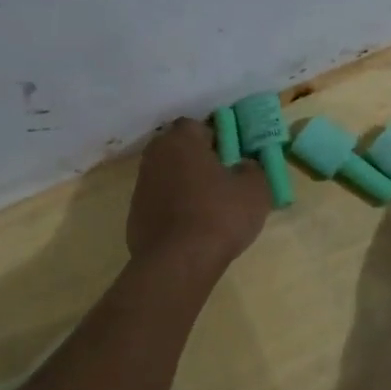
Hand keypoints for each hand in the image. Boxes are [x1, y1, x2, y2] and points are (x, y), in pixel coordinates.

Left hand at [127, 118, 270, 270]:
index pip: (197, 126)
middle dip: (198, 161)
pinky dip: (174, 210)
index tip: (231, 157)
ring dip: (185, 186)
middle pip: (179, 151)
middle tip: (222, 180)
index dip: (216, 138)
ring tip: (209, 209)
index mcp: (181, 140)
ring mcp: (140, 187)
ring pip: (168, 177)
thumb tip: (244, 167)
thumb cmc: (219, 215)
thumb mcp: (255, 189)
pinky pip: (160, 204)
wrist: (178, 263)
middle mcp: (155, 156)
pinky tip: (192, 230)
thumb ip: (252, 169)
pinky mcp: (134, 216)